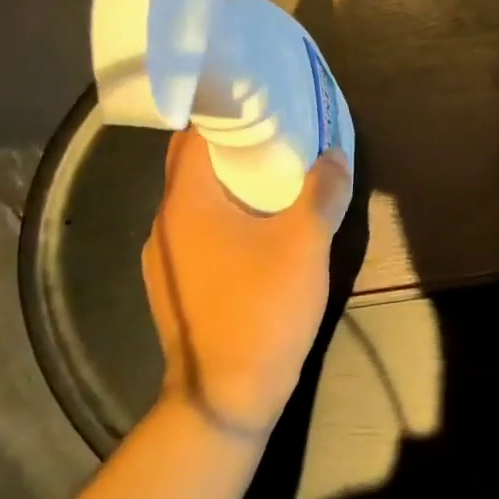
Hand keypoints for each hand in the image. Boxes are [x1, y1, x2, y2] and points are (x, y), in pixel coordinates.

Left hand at [141, 129, 352, 436]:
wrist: (225, 397)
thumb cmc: (262, 309)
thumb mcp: (305, 244)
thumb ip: (322, 192)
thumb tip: (334, 156)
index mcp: (186, 203)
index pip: (193, 135)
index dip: (224, 112)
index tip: (260, 101)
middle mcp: (164, 224)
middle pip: (193, 167)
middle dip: (233, 147)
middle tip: (278, 136)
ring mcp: (165, 259)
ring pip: (197, 203)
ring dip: (231, 185)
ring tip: (274, 178)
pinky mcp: (176, 287)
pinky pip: (199, 234)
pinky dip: (225, 218)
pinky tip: (260, 230)